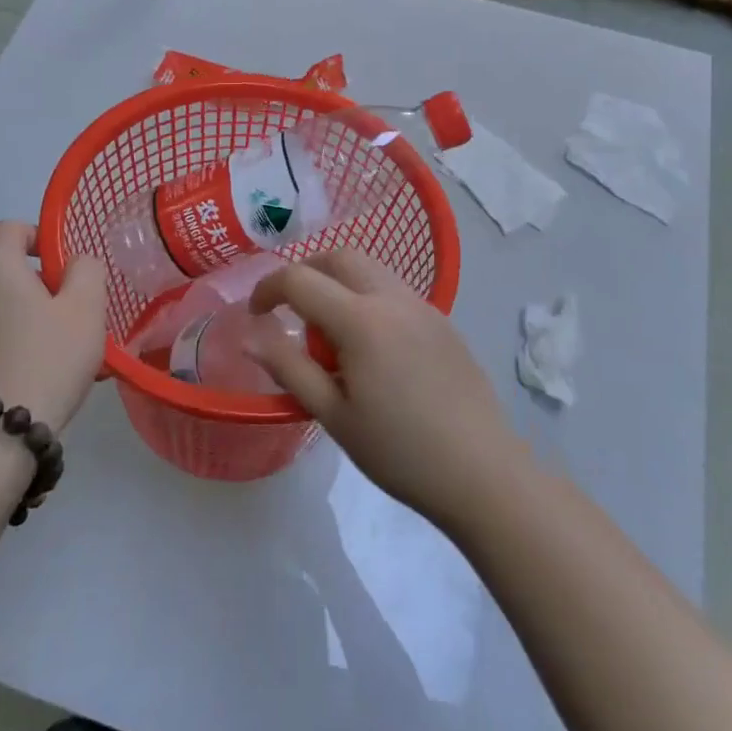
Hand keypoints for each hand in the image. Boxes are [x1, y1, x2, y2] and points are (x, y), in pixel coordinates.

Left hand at [0, 222, 107, 430]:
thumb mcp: (85, 307)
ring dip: (32, 313)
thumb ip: (87, 270)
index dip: (42, 238)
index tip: (68, 270)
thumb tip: (74, 264)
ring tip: (64, 346)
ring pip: (0, 301)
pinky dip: (15, 336)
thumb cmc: (45, 358)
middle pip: (7, 266)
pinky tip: (42, 368)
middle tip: (75, 312)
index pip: (12, 228)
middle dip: (43, 282)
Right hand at [248, 250, 522, 530]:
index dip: (268, 289)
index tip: (255, 315)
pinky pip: (394, 290)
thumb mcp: (334, 415)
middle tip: (291, 311)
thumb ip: (289, 368)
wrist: (482, 473)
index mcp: (361, 320)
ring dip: (339, 283)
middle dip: (306, 272)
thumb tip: (249, 336)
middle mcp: (393, 298)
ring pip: (370, 269)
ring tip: (332, 336)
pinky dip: (368, 298)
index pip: (300, 279)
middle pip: (339, 257)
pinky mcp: (443, 321)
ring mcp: (423, 306)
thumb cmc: (399, 451)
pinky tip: (371, 348)